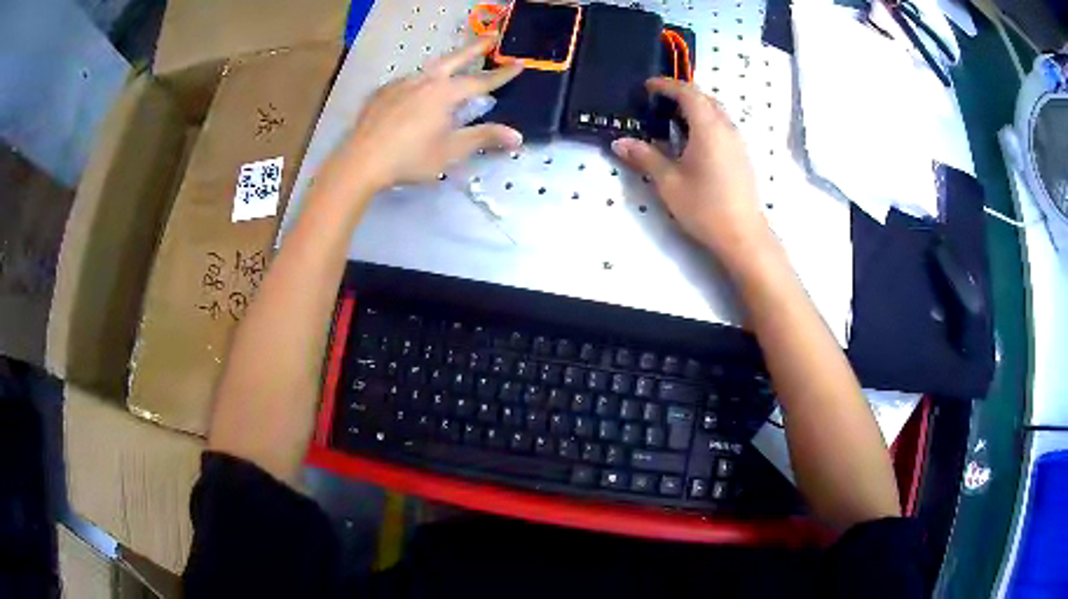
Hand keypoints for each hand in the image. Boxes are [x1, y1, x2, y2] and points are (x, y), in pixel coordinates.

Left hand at [329, 38, 523, 192]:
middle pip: (455, 59)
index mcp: (445, 93)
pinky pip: (406, 82)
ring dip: (446, 64)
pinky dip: (418, 82)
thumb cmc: (410, 157)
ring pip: (429, 69)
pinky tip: (415, 93)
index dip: (502, 74)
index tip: (519, 63)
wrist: (361, 161)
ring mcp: (400, 84)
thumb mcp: (451, 151)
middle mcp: (424, 81)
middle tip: (491, 36)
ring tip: (452, 67)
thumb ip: (484, 138)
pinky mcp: (382, 92)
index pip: (480, 81)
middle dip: (476, 48)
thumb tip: (517, 136)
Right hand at [611, 78, 770, 269]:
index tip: (647, 86)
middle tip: (658, 103)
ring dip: (694, 109)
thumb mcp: (668, 182)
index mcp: (708, 127)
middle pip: (704, 98)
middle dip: (681, 94)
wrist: (742, 235)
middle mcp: (726, 128)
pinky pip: (721, 127)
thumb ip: (645, 157)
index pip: (688, 93)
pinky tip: (692, 142)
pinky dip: (704, 123)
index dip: (666, 85)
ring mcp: (737, 142)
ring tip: (672, 121)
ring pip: (715, 112)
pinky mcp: (742, 156)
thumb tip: (620, 142)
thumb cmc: (704, 206)